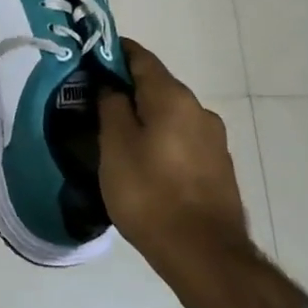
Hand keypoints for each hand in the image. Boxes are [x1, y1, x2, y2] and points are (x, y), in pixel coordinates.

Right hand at [98, 38, 248, 267]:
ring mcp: (214, 140)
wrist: (204, 255)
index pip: (140, 57)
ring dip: (145, 117)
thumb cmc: (149, 193)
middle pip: (157, 86)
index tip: (90, 58)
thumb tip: (111, 86)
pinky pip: (182, 140)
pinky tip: (144, 162)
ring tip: (117, 137)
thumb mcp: (115, 146)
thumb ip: (111, 107)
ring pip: (171, 115)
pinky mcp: (218, 168)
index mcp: (173, 97)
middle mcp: (199, 110)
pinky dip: (161, 140)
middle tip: (95, 102)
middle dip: (127, 89)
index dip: (114, 52)